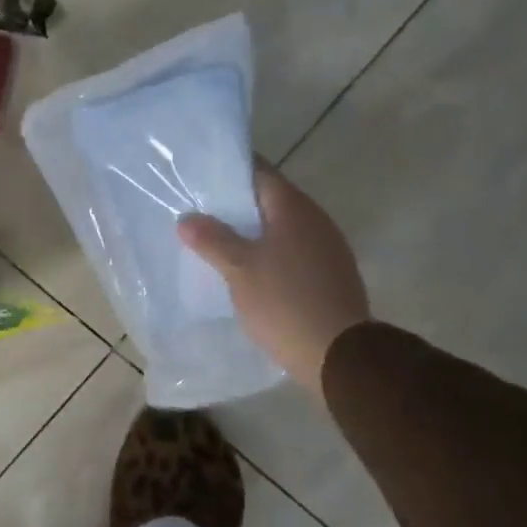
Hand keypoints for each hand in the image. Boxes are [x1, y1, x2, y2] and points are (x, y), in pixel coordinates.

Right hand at [177, 163, 370, 387]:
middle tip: (200, 210)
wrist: (340, 355)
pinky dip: (269, 253)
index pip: (260, 173)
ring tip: (218, 241)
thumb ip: (212, 240)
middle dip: (237, 204)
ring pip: (282, 228)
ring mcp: (327, 249)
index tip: (201, 175)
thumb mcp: (239, 269)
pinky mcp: (330, 275)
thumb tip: (187, 219)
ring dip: (253, 231)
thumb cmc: (285, 302)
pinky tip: (249, 270)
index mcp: (294, 209)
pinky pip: (293, 252)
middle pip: (271, 200)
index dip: (230, 171)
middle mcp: (316, 220)